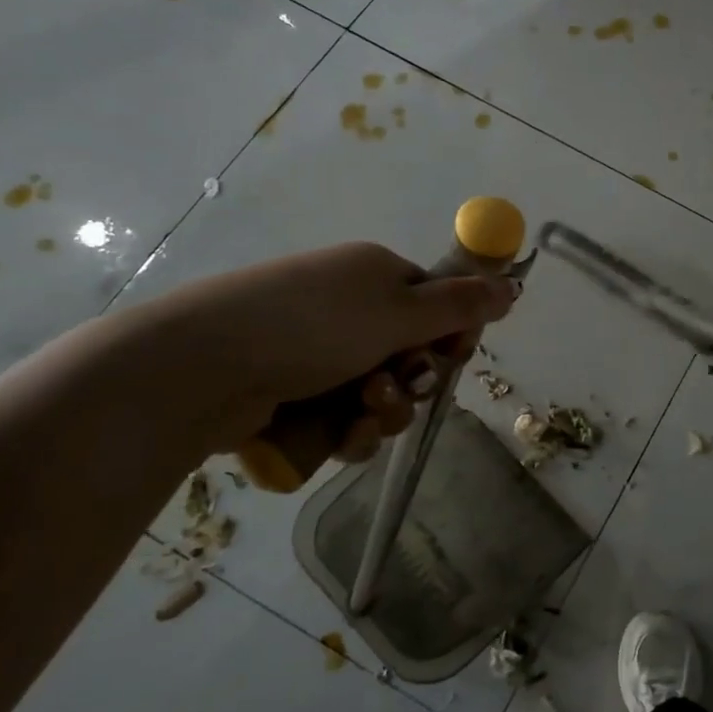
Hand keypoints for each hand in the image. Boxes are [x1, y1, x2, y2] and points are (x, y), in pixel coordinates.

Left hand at [127, 242, 516, 464]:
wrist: (199, 367)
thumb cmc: (313, 327)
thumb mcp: (400, 312)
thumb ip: (461, 305)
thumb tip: (513, 283)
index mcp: (375, 275)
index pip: (435, 303)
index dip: (450, 334)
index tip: (451, 356)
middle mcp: (348, 307)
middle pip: (411, 352)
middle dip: (414, 380)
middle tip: (397, 387)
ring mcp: (315, 350)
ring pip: (381, 392)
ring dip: (385, 410)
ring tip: (361, 414)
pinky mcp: (289, 392)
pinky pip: (343, 417)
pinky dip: (350, 430)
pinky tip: (339, 436)